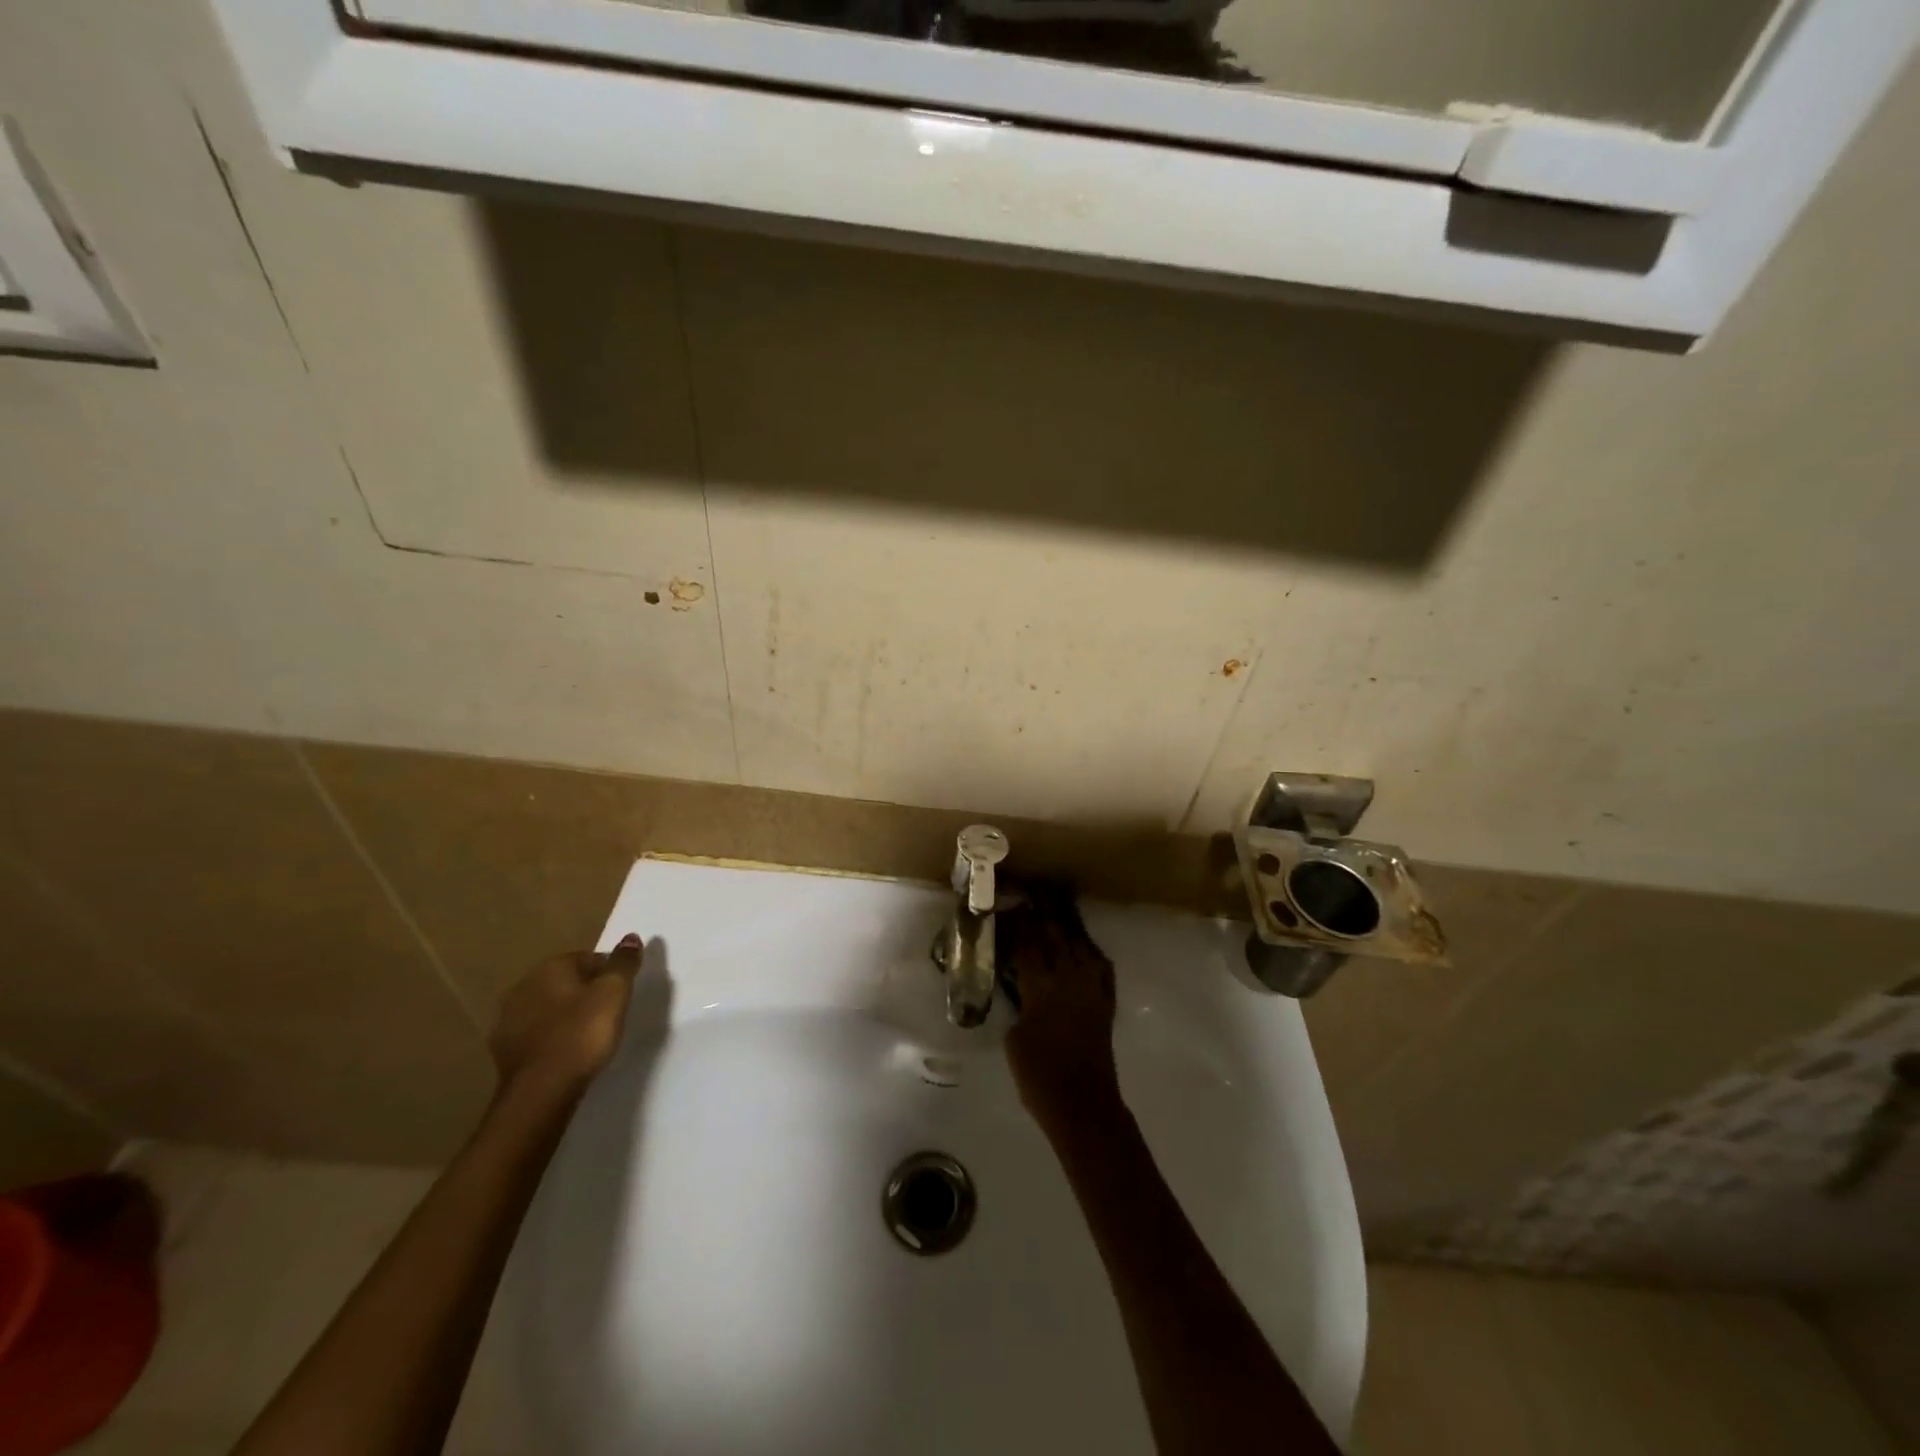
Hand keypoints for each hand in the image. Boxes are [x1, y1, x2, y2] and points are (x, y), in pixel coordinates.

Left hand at [490, 933, 643, 1096]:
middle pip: (567, 981)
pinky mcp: (502, 1049)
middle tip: (608, 1015)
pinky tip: (565, 1052)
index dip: (610, 975)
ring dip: (565, 1015)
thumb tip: (631, 937)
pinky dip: (550, 1036)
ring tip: (587, 1035)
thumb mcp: (615, 993)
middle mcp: (523, 985)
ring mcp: (507, 1018)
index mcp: (551, 967)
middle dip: (585, 993)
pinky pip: (535, 1032)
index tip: (622, 997)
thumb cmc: (583, 1034)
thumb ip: (624, 963)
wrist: (540, 1091)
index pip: (590, 958)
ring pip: (548, 1007)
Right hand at [1003, 907, 1123, 1138]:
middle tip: (1033, 895)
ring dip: (1068, 927)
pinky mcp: (1106, 1002)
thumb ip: (1017, 1002)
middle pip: (1055, 934)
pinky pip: (1102, 968)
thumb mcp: (1013, 1035)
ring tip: (1058, 911)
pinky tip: (1086, 949)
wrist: (1082, 1104)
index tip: (1007, 906)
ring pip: (1080, 945)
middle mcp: (1068, 977)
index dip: (1016, 923)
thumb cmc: (1038, 1075)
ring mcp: (1091, 987)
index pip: (1026, 942)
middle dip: (1043, 913)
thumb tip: (1019, 986)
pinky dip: (1093, 954)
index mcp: (1040, 984)